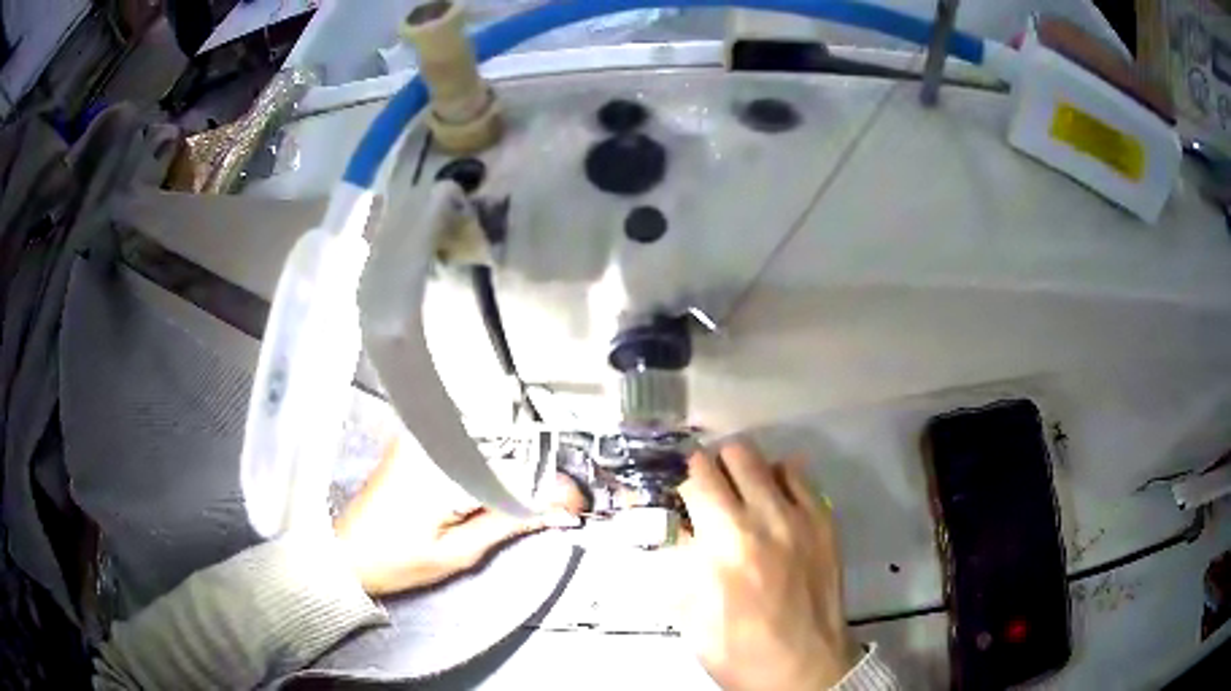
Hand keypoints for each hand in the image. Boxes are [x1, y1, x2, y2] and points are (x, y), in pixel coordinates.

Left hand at [335, 442, 584, 596]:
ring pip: (487, 439)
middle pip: (503, 443)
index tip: (574, 503)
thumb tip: (554, 512)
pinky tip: (501, 485)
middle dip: (537, 471)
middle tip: (559, 501)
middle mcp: (429, 440)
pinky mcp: (415, 442)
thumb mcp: (459, 552)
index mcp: (440, 466)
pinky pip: (467, 442)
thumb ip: (508, 524)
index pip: (512, 466)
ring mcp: (420, 437)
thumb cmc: (395, 560)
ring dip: (516, 465)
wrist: (347, 555)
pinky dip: (491, 462)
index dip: (551, 485)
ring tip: (535, 496)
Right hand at [677, 441, 859, 690]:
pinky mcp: (825, 522)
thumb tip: (681, 525)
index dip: (683, 478)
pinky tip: (774, 501)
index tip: (680, 489)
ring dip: (746, 470)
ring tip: (740, 493)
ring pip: (768, 460)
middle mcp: (764, 518)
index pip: (698, 478)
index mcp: (724, 543)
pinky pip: (801, 477)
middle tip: (708, 488)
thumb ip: (680, 561)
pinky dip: (781, 479)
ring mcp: (801, 517)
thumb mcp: (689, 612)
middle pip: (734, 454)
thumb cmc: (738, 648)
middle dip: (714, 466)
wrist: (804, 666)